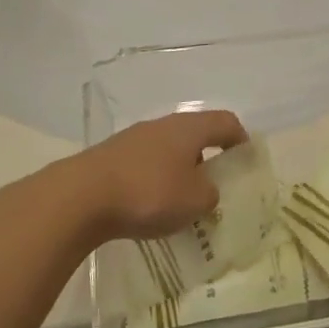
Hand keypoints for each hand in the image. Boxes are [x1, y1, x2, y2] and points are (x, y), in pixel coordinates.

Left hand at [56, 109, 247, 244]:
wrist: (82, 196)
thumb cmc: (148, 193)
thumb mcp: (194, 201)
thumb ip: (210, 194)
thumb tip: (206, 189)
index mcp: (189, 128)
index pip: (225, 122)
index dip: (241, 139)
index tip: (246, 161)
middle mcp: (163, 125)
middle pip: (195, 134)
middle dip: (208, 158)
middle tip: (215, 186)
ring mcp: (134, 138)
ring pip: (169, 150)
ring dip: (180, 170)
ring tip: (182, 202)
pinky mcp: (112, 156)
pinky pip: (146, 163)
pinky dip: (156, 180)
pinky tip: (150, 205)